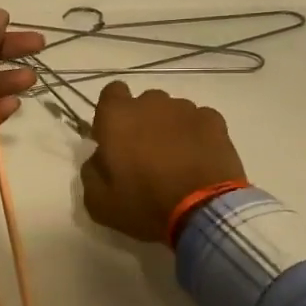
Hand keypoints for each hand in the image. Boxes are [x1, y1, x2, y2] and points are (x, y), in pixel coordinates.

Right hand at [80, 83, 247, 242]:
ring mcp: (186, 109)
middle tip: (146, 155)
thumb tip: (99, 158)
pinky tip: (199, 159)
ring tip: (178, 160)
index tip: (115, 138)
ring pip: (172, 112)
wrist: (204, 212)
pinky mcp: (214, 121)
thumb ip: (91, 171)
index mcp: (117, 117)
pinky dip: (196, 135)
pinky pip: (198, 121)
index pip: (111, 93)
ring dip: (170, 128)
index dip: (112, 114)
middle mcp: (151, 103)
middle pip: (143, 104)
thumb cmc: (146, 205)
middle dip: (142, 122)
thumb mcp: (99, 202)